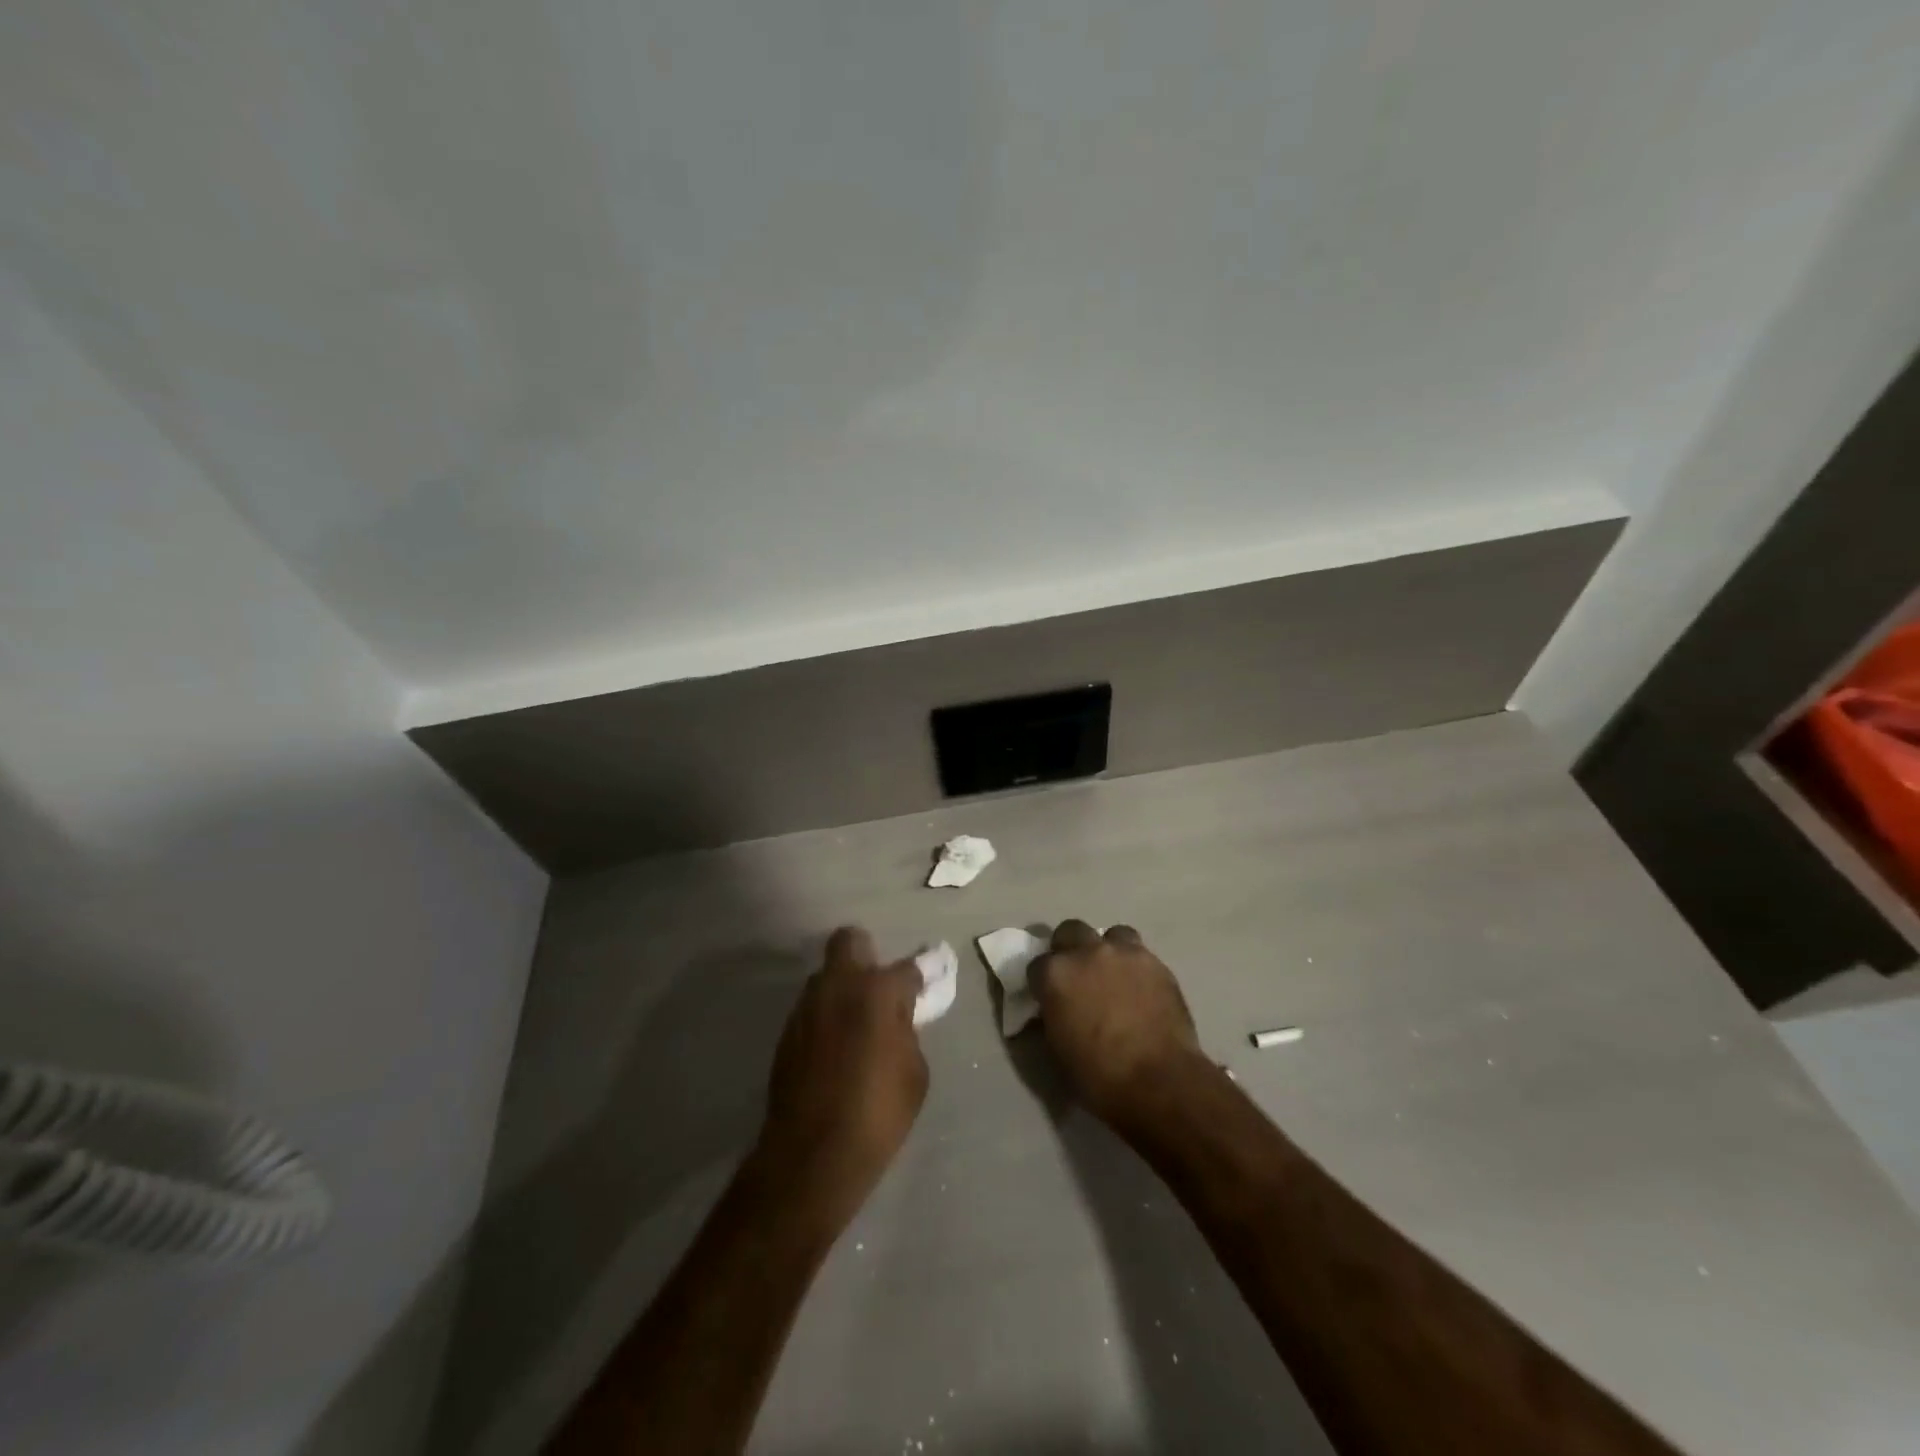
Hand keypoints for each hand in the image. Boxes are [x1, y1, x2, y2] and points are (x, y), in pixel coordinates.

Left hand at [751, 927, 928, 1234]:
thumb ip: (907, 1031)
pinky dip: (827, 1017)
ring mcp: (806, 1007)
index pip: (907, 967)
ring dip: (843, 989)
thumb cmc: (877, 1113)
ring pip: (826, 976)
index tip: (927, 983)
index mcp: (876, 991)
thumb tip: (898, 1018)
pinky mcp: (787, 1032)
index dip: (921, 975)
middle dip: (866, 955)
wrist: (812, 1156)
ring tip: (857, 1025)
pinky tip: (835, 1049)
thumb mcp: (914, 1073)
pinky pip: (813, 1009)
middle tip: (879, 989)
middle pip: (849, 941)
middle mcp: (837, 986)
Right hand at [1032, 921, 1205, 1129]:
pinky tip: (1140, 989)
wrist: (1159, 1081)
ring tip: (1113, 975)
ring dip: (1107, 950)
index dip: (1042, 982)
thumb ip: (1051, 1017)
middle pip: (1070, 931)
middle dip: (1070, 949)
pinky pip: (1140, 954)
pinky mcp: (1156, 963)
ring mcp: (1124, 953)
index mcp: (1055, 974)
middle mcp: (1087, 952)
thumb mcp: (1057, 1050)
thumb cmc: (1099, 1075)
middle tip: (1078, 976)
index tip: (1048, 997)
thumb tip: (1053, 1010)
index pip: (1037, 965)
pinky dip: (1135, 967)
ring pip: (1111, 935)